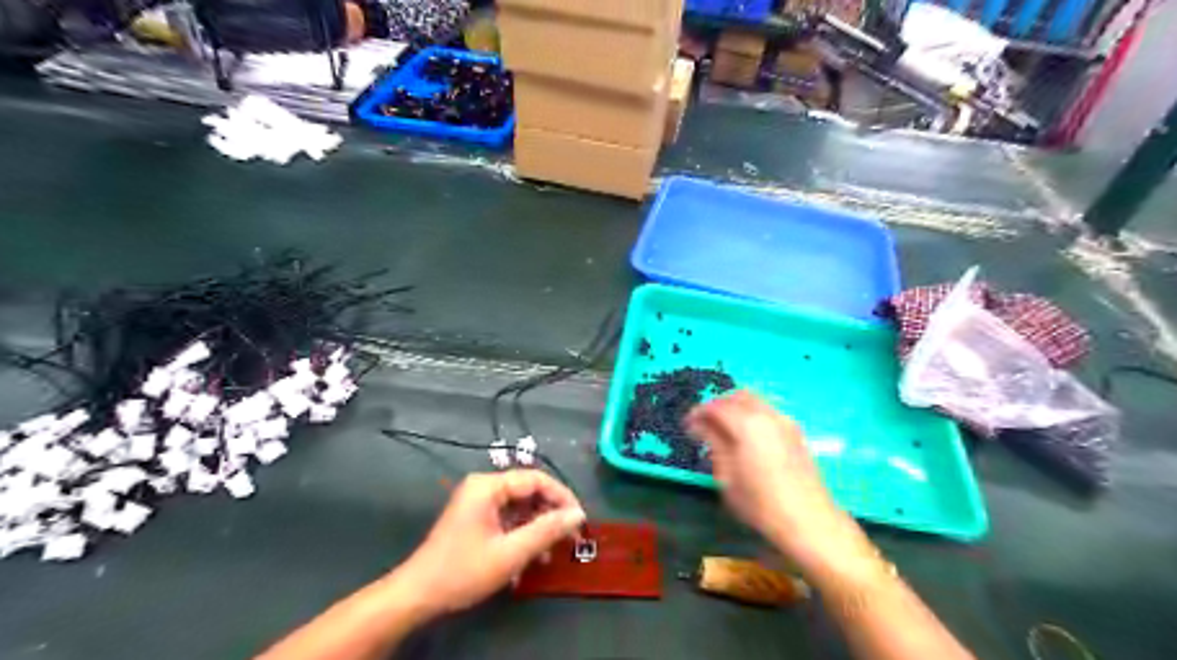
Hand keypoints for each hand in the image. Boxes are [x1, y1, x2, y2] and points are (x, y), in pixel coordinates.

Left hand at [396, 472, 583, 615]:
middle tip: (570, 538)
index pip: (535, 480)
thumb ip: (546, 530)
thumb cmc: (463, 571)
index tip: (580, 519)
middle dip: (550, 514)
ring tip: (550, 554)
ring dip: (537, 528)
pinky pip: (507, 518)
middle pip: (528, 491)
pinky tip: (530, 558)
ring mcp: (477, 502)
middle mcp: (483, 487)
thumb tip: (578, 515)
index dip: (562, 497)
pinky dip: (522, 535)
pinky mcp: (475, 518)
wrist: (417, 595)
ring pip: (519, 507)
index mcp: (488, 486)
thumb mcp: (510, 553)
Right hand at [681, 392, 861, 565]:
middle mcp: (767, 415)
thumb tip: (699, 425)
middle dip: (718, 405)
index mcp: (747, 424)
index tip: (687, 425)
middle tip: (704, 423)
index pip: (716, 407)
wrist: (808, 520)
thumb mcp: (727, 476)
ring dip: (735, 408)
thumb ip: (713, 443)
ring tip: (723, 430)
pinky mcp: (796, 432)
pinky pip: (767, 412)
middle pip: (737, 396)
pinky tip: (745, 437)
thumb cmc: (760, 503)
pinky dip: (751, 415)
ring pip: (755, 401)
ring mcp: (785, 421)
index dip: (698, 412)